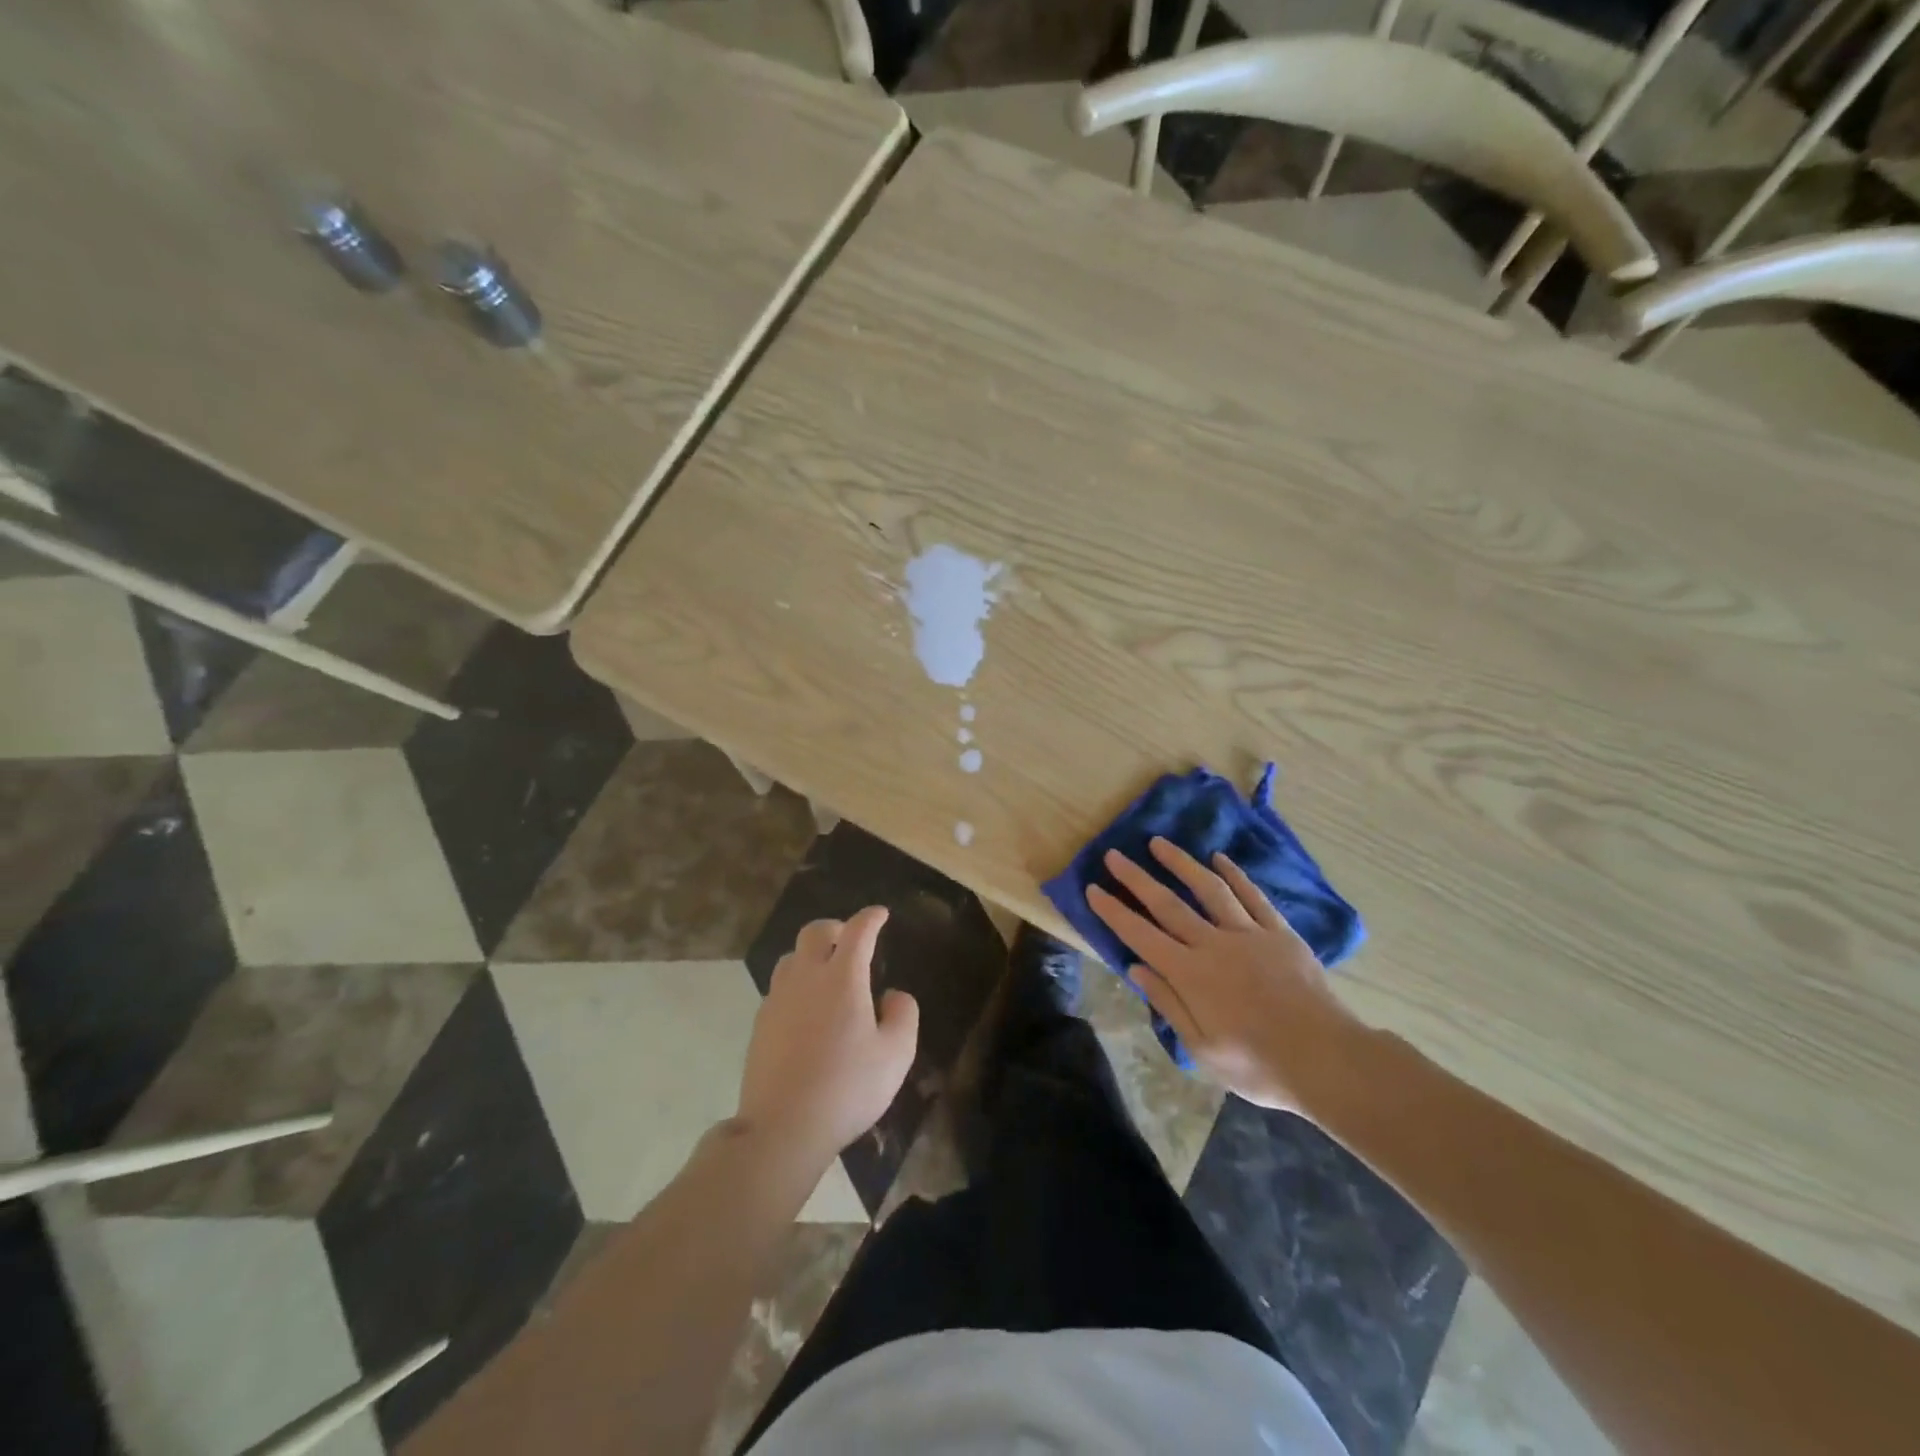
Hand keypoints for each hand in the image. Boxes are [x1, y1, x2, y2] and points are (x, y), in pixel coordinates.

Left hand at [737, 906, 919, 1166]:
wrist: (782, 1128)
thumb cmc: (848, 1088)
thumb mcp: (896, 1054)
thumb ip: (903, 1015)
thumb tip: (893, 995)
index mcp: (843, 978)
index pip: (858, 931)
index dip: (871, 918)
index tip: (880, 914)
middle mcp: (806, 978)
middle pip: (815, 932)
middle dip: (836, 928)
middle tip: (850, 942)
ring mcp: (778, 1000)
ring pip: (792, 957)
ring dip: (811, 955)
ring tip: (827, 975)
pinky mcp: (760, 1024)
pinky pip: (779, 988)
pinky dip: (796, 985)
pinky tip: (807, 1011)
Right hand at [1086, 838, 1363, 1114]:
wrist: (1328, 1060)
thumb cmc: (1259, 1066)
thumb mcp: (1203, 1050)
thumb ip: (1169, 1004)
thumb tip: (1136, 969)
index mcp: (1190, 975)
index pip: (1141, 935)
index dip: (1114, 912)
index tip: (1093, 888)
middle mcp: (1214, 945)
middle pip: (1168, 904)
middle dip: (1137, 878)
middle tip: (1114, 855)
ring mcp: (1249, 935)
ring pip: (1209, 889)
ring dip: (1181, 864)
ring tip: (1159, 843)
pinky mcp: (1280, 933)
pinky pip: (1254, 897)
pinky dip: (1235, 875)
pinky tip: (1220, 859)